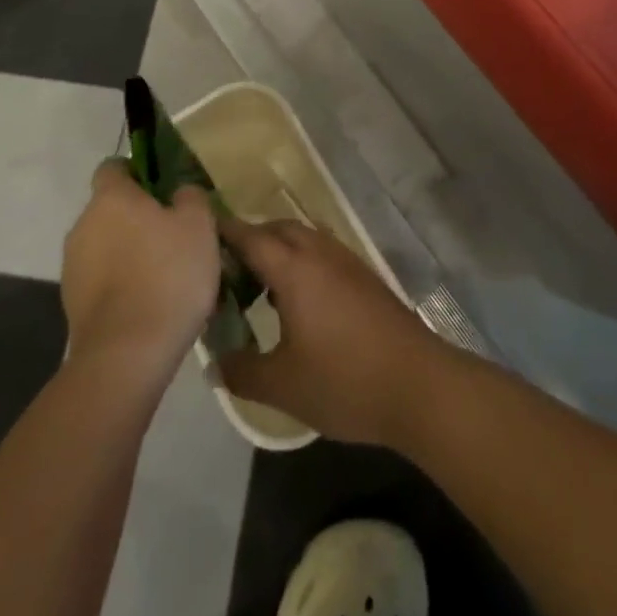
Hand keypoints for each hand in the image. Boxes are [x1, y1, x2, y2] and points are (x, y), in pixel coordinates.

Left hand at [61, 161, 221, 383]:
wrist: (127, 354)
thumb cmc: (168, 275)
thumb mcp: (199, 225)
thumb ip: (190, 197)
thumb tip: (179, 192)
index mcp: (111, 198)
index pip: (113, 166)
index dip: (137, 171)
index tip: (163, 188)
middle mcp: (83, 225)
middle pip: (110, 208)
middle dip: (138, 216)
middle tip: (175, 233)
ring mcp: (73, 266)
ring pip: (106, 245)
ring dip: (130, 251)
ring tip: (166, 273)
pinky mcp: (72, 303)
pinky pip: (102, 279)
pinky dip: (122, 282)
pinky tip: (150, 301)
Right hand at [217, 218, 450, 446]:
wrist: (418, 383)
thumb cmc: (344, 381)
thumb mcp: (282, 385)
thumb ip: (242, 371)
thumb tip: (216, 361)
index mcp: (295, 269)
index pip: (251, 237)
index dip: (223, 232)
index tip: (198, 231)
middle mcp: (320, 254)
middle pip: (279, 229)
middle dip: (251, 239)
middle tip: (225, 270)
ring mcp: (347, 262)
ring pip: (304, 239)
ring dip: (279, 250)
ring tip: (257, 286)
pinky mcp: (365, 277)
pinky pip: (323, 253)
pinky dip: (302, 262)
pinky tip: (297, 301)